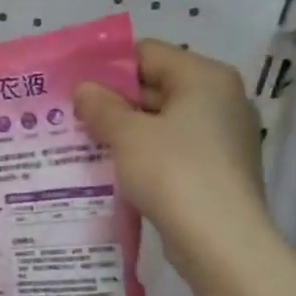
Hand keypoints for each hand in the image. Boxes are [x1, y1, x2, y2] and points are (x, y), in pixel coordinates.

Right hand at [73, 40, 276, 289]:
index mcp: (205, 78)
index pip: (148, 54)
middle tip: (71, 116)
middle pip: (156, 86)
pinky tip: (114, 170)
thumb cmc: (173, 172)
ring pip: (162, 122)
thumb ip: (101, 106)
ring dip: (126, 131)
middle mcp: (221, 100)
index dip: (108, 67)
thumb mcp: (127, 134)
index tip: (74, 87)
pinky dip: (144, 155)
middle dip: (114, 102)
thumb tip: (84, 89)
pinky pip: (173, 150)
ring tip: (83, 143)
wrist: (220, 241)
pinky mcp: (218, 170)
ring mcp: (224, 137)